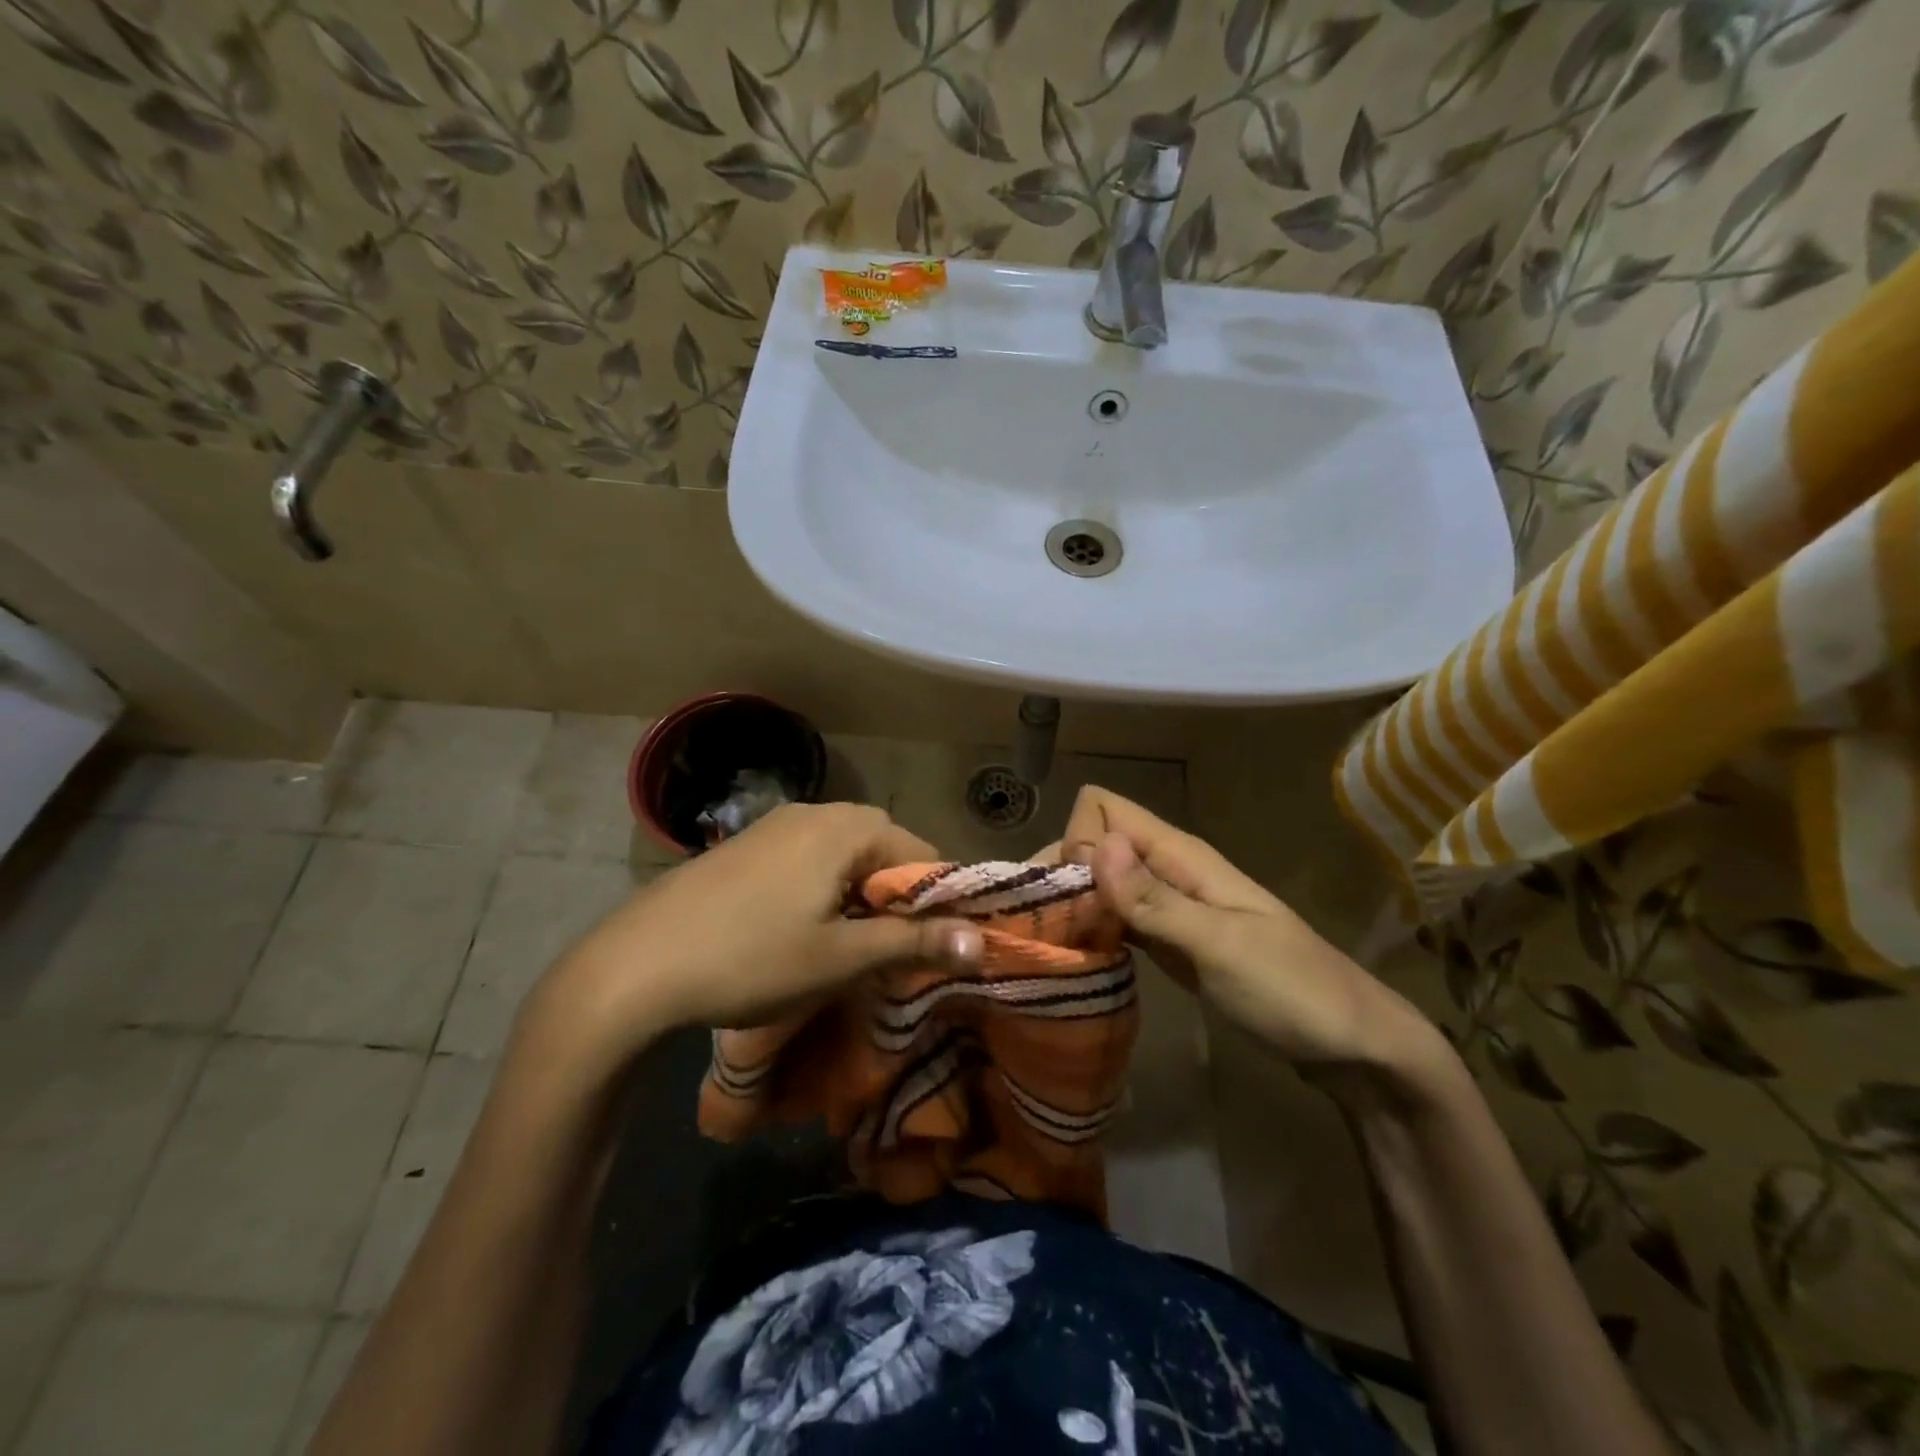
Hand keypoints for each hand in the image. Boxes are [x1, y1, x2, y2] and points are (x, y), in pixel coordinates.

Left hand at [517, 803, 981, 1077]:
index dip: (937, 902)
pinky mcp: (748, 843)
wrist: (636, 965)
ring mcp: (776, 823)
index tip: (932, 949)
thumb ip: (915, 943)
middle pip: (884, 849)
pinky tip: (802, 928)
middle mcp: (817, 811)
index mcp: (848, 828)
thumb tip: (984, 941)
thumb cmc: (751, 959)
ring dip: (859, 895)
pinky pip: (809, 858)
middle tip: (889, 952)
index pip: (923, 854)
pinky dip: (824, 888)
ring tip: (848, 945)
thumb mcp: (841, 958)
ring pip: (845, 854)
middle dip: (896, 898)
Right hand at [1058, 787, 1450, 1095]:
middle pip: (1094, 843)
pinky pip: (1116, 920)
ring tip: (1041, 945)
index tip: (1070, 896)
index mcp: (1182, 856)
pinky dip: (1091, 930)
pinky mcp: (1169, 943)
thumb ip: (1154, 899)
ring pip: (1101, 882)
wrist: (1355, 1048)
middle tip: (1037, 929)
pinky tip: (1074, 957)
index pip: (1104, 808)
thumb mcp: (1221, 946)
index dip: (1077, 839)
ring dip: (1069, 903)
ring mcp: (1169, 908)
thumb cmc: (1293, 992)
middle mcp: (1168, 871)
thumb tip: (1095, 844)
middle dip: (1060, 872)